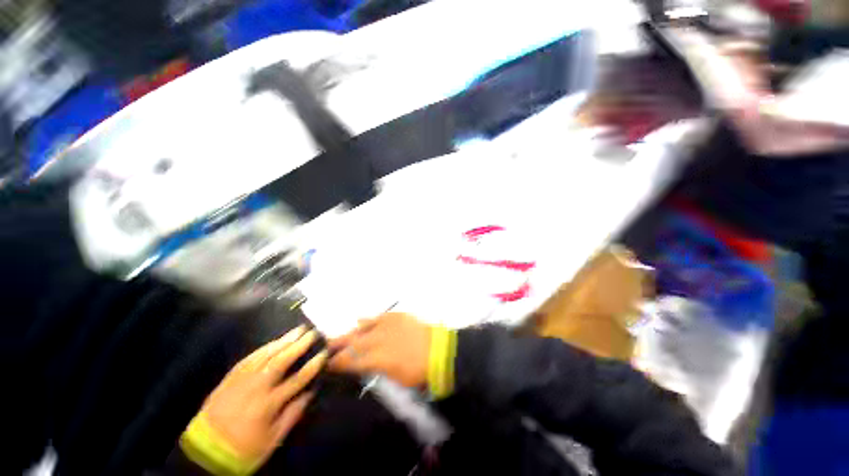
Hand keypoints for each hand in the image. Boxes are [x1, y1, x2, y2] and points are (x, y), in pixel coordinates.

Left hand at [200, 325, 326, 465]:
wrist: (205, 450)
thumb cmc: (244, 448)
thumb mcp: (272, 440)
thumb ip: (292, 415)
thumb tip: (309, 393)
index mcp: (268, 404)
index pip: (297, 379)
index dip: (312, 365)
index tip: (324, 353)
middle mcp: (256, 388)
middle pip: (281, 361)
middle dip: (299, 345)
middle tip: (312, 333)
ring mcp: (241, 380)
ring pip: (265, 355)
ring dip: (284, 341)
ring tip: (298, 330)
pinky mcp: (230, 378)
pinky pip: (249, 358)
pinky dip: (264, 347)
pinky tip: (274, 342)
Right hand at [329, 312, 430, 387]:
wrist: (438, 351)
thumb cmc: (418, 371)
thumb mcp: (396, 378)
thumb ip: (377, 368)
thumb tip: (365, 364)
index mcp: (377, 359)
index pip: (351, 361)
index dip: (338, 363)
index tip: (328, 363)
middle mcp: (379, 340)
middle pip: (353, 342)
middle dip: (338, 345)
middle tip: (325, 346)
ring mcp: (388, 325)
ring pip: (363, 327)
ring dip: (350, 332)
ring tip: (339, 335)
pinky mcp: (397, 316)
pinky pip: (379, 316)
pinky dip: (368, 319)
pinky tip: (360, 320)